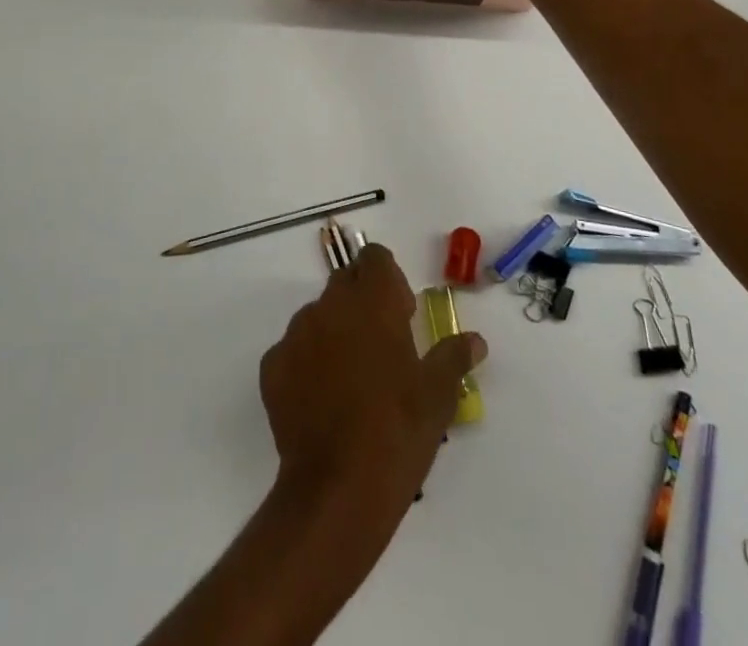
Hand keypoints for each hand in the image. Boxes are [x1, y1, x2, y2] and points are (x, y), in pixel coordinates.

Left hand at [260, 244, 485, 522]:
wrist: (337, 490)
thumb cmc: (397, 432)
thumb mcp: (438, 396)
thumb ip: (454, 356)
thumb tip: (475, 340)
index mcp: (372, 301)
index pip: (375, 257)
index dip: (389, 279)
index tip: (402, 314)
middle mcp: (330, 305)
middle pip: (346, 283)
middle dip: (363, 303)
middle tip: (382, 348)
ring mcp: (296, 334)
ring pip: (318, 316)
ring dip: (335, 333)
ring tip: (352, 381)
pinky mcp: (272, 366)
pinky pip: (293, 351)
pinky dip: (307, 364)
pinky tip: (323, 401)